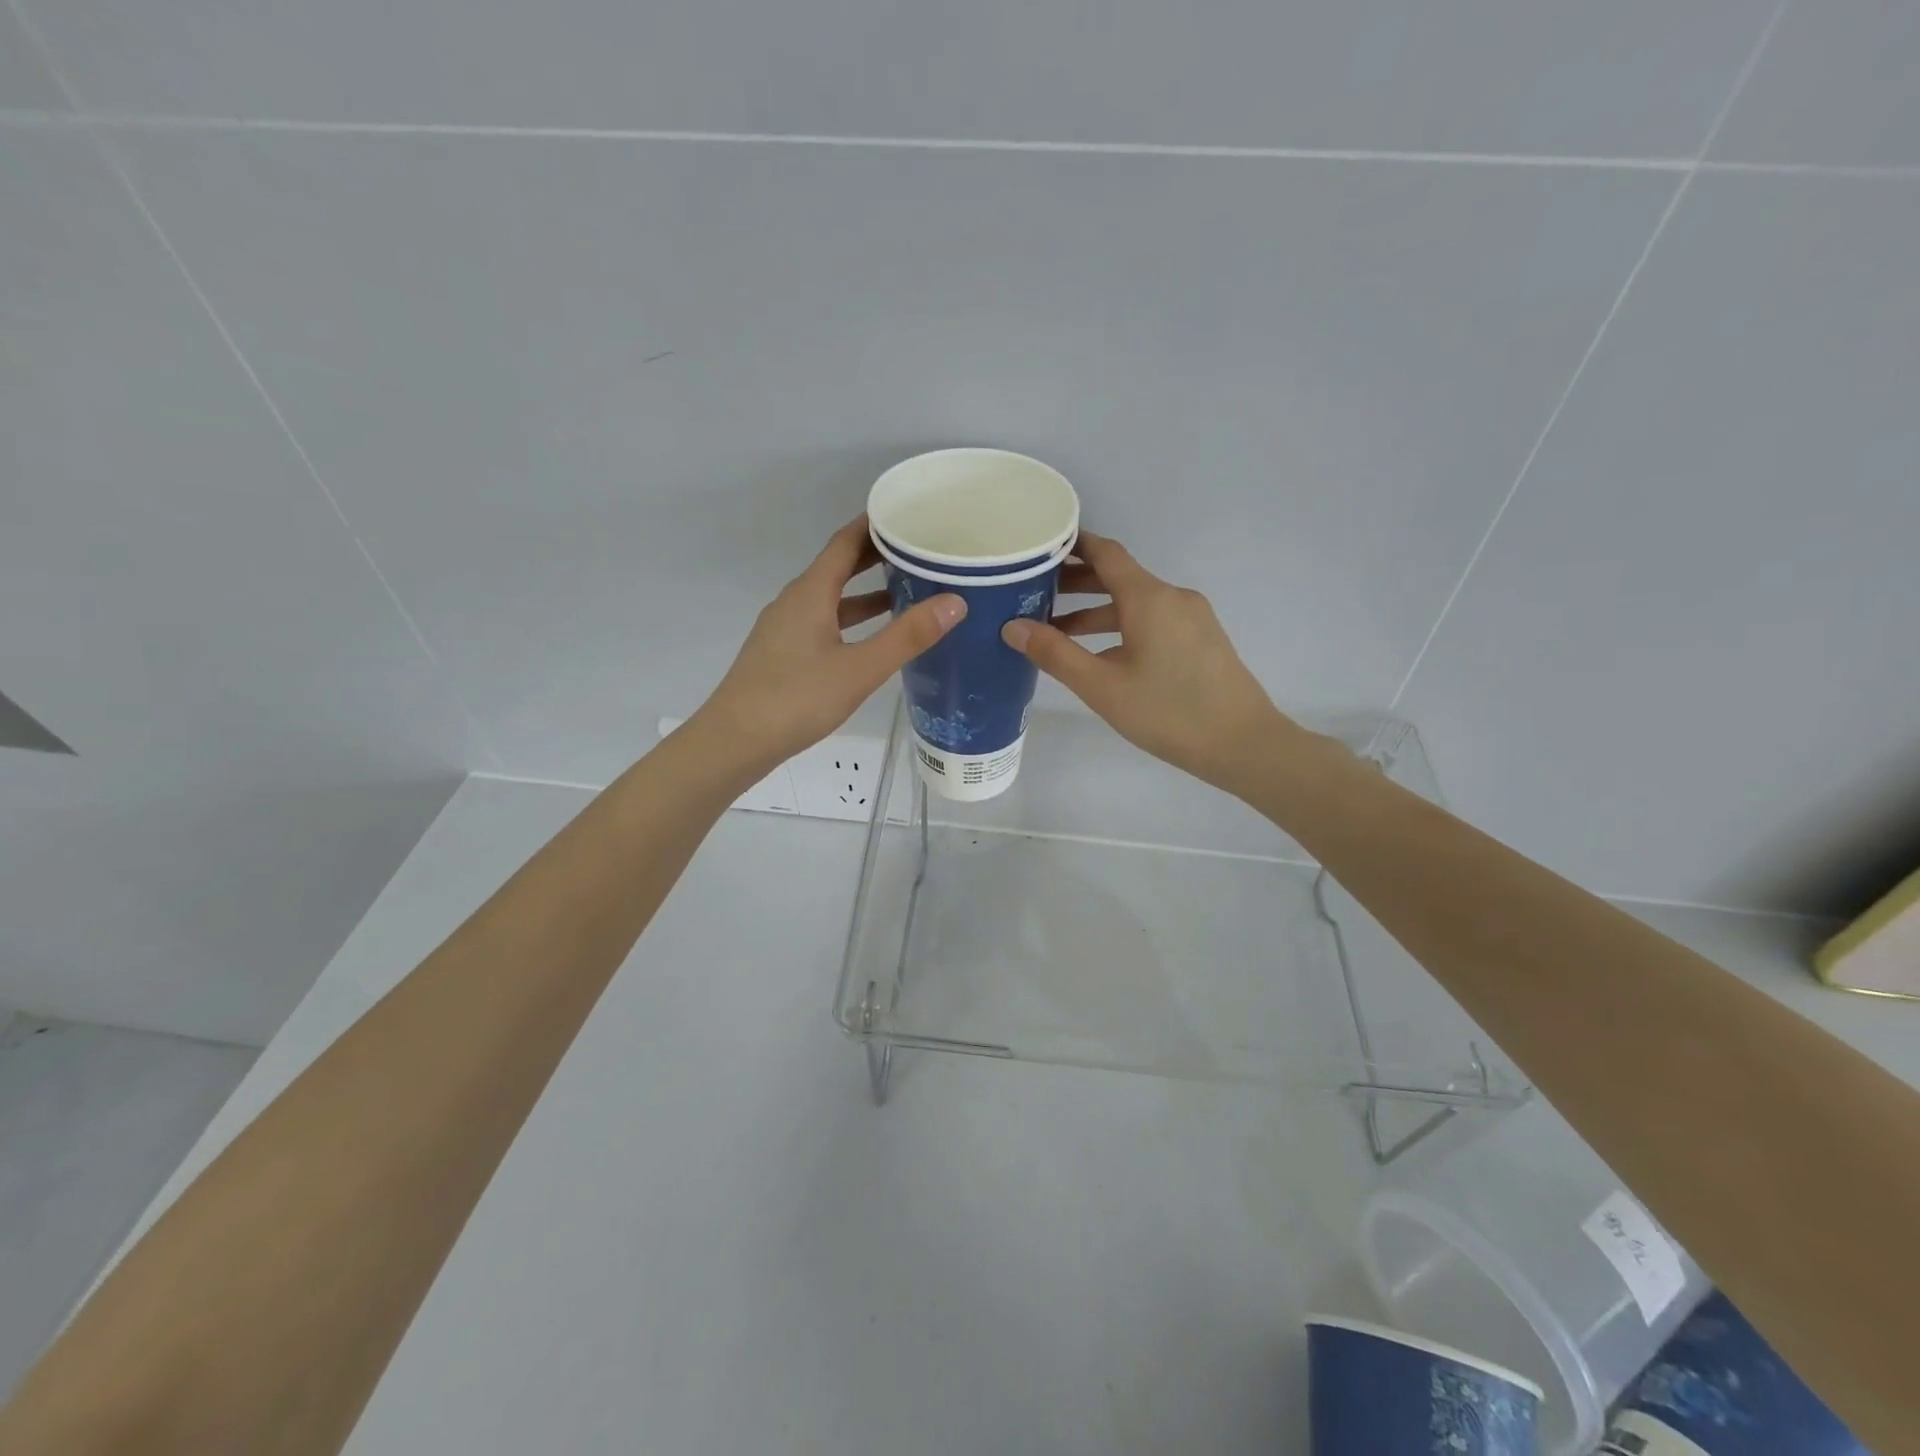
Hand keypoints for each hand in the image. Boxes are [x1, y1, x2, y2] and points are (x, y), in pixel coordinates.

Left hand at [693, 516, 965, 775]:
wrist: (735, 741)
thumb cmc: (797, 699)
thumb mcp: (860, 668)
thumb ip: (907, 636)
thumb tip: (955, 601)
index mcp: (810, 592)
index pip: (845, 542)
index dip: (875, 525)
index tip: (908, 513)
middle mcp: (795, 601)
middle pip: (837, 566)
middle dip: (876, 556)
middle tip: (918, 550)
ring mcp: (785, 628)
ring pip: (831, 598)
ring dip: (865, 591)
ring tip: (906, 591)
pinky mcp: (783, 654)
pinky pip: (823, 621)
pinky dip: (851, 619)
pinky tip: (871, 639)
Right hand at [1001, 532, 1293, 792]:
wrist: (1243, 744)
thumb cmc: (1167, 712)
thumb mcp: (1102, 686)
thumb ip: (1055, 654)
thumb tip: (1013, 627)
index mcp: (1149, 597)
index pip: (1106, 552)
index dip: (1072, 544)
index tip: (1040, 544)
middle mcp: (1172, 597)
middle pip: (1118, 577)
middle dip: (1076, 582)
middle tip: (1034, 592)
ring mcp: (1192, 618)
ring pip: (1135, 603)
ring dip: (1096, 611)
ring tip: (1057, 630)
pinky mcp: (1201, 640)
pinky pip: (1153, 620)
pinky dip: (1121, 626)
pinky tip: (1100, 654)